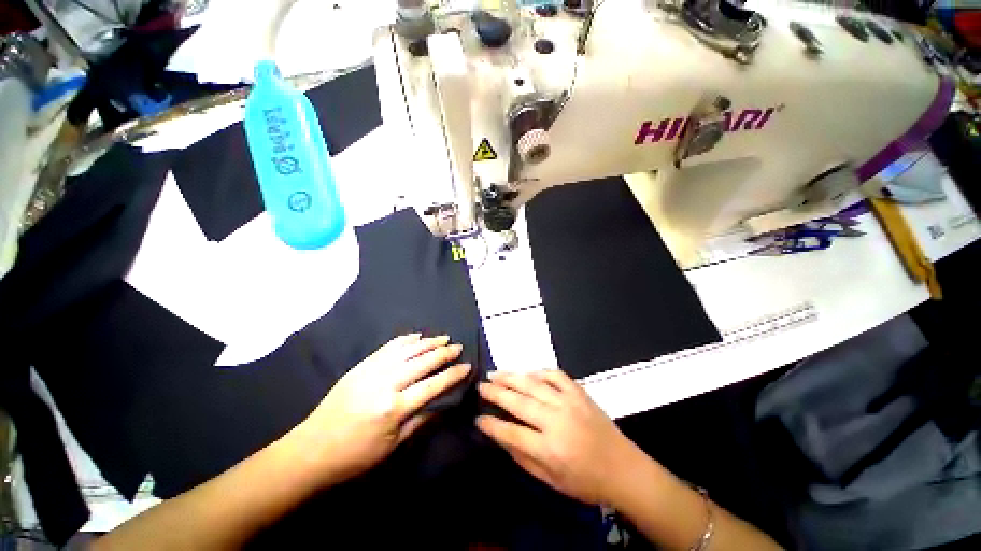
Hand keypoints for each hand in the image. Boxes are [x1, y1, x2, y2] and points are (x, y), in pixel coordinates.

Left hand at [294, 334, 470, 484]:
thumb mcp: (392, 446)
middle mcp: (386, 383)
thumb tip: (443, 403)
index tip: (467, 366)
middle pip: (422, 362)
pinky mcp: (361, 365)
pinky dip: (405, 340)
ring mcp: (372, 370)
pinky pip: (388, 347)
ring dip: (428, 342)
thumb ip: (420, 420)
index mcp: (394, 407)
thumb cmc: (355, 456)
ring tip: (443, 337)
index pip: (433, 385)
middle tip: (458, 347)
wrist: (311, 449)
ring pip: (407, 350)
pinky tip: (417, 336)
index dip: (453, 374)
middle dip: (444, 353)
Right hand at [476, 370, 643, 504]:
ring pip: (534, 384)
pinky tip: (529, 373)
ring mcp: (569, 402)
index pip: (511, 432)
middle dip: (496, 392)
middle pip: (519, 401)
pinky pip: (556, 375)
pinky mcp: (579, 393)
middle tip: (481, 385)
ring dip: (512, 377)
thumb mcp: (551, 481)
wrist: (624, 470)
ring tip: (496, 373)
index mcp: (549, 448)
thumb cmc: (586, 482)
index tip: (478, 417)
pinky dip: (540, 372)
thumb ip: (523, 457)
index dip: (491, 425)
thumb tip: (501, 436)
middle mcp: (557, 420)